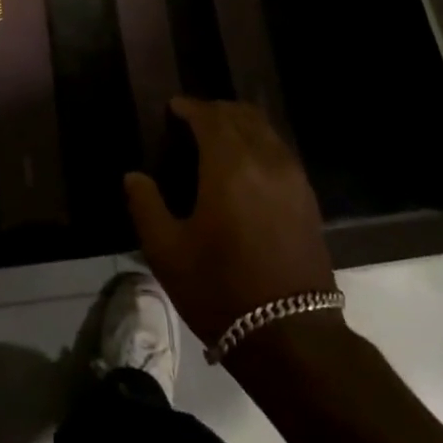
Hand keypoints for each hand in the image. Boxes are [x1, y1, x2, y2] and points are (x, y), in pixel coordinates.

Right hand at [123, 98, 336, 345]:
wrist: (291, 336)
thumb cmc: (220, 290)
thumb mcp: (167, 251)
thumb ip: (146, 205)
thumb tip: (134, 176)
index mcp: (229, 166)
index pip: (210, 117)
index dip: (190, 107)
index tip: (173, 107)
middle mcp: (265, 160)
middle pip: (242, 115)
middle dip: (215, 110)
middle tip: (192, 119)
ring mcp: (293, 178)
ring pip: (266, 130)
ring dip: (240, 124)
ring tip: (217, 137)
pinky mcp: (307, 199)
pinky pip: (280, 151)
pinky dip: (259, 142)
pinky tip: (245, 164)